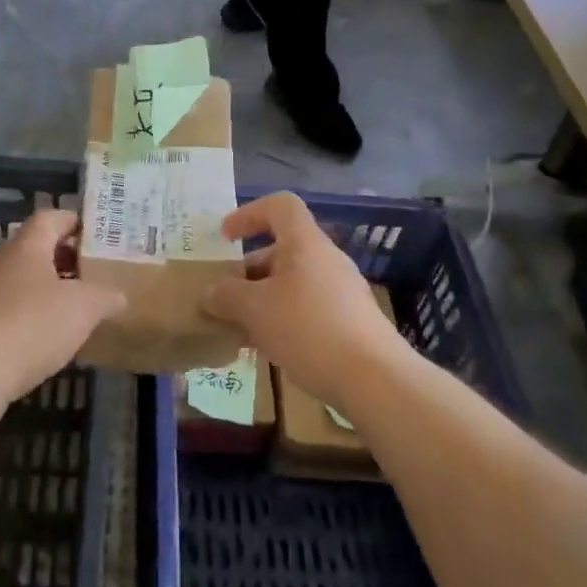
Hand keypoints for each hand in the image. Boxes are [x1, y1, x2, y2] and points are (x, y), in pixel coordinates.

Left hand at [0, 210, 123, 401]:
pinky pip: (12, 308)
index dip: (74, 221)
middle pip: (37, 249)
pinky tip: (50, 336)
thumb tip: (119, 295)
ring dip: (50, 289)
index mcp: (27, 246)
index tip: (97, 235)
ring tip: (77, 307)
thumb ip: (105, 296)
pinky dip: (33, 315)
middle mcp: (3, 262)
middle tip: (94, 272)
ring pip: (24, 280)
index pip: (51, 218)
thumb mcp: (83, 308)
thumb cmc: (32, 324)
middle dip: (66, 259)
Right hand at [200, 192, 409, 412]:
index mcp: (305, 244)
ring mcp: (343, 291)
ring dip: (265, 298)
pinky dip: (285, 318)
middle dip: (250, 270)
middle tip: (227, 296)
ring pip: (294, 282)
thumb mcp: (254, 310)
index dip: (249, 214)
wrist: (375, 379)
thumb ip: (226, 296)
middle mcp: (327, 260)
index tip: (226, 238)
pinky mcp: (352, 321)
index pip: (280, 206)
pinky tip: (271, 349)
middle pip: (284, 249)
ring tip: (242, 328)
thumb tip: (211, 293)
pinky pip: (309, 307)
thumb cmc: (308, 329)